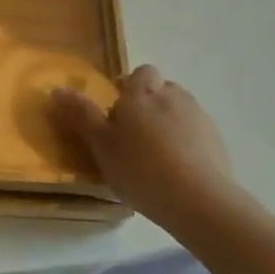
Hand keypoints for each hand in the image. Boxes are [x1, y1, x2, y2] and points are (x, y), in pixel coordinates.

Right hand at [52, 66, 236, 217]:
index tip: (116, 112)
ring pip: (179, 112)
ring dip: (167, 124)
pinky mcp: (218, 142)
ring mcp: (200, 118)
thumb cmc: (140, 168)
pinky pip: (195, 134)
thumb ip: (80, 115)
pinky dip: (185, 144)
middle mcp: (174, 96)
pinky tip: (176, 171)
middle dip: (148, 105)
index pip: (140, 73)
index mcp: (143, 92)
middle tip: (131, 136)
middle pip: (160, 90)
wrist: (199, 200)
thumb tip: (57, 89)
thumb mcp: (100, 144)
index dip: (129, 87)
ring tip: (154, 156)